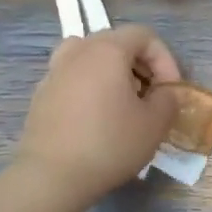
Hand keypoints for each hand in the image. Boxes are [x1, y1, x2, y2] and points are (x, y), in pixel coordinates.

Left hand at [14, 25, 180, 211]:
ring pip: (90, 57)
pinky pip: (73, 77)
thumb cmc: (110, 144)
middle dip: (140, 64)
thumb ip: (168, 99)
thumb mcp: (155, 123)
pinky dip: (90, 86)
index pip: (144, 35)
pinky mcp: (41, 94)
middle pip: (116, 42)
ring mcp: (54, 71)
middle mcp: (77, 52)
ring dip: (112, 72)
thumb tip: (163, 93)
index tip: (170, 90)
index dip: (165, 59)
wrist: (52, 176)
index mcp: (107, 50)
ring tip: (122, 100)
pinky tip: (97, 118)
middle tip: (150, 94)